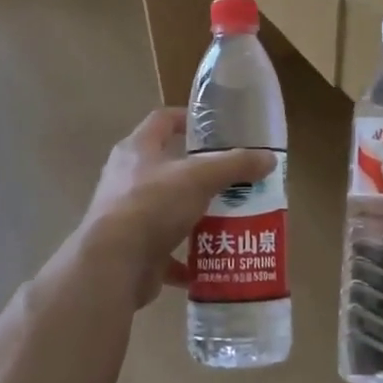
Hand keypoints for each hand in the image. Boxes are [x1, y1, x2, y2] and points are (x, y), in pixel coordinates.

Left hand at [80, 108, 274, 308]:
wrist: (113, 264)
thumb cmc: (153, 204)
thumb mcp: (200, 178)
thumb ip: (235, 165)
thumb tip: (269, 158)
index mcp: (138, 149)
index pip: (162, 120)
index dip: (187, 119)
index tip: (215, 128)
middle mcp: (126, 177)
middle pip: (167, 167)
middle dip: (199, 174)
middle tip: (232, 179)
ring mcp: (126, 214)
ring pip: (166, 209)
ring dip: (194, 215)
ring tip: (227, 219)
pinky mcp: (131, 249)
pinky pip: (163, 249)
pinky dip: (184, 257)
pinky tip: (208, 261)